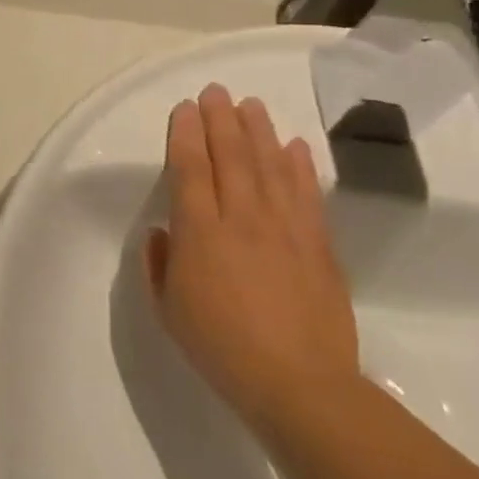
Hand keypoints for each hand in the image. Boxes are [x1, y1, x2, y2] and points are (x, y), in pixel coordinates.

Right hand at [143, 84, 358, 433]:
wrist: (300, 387)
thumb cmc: (221, 348)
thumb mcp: (168, 310)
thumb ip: (160, 264)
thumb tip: (164, 233)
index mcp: (199, 232)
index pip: (191, 168)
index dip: (186, 133)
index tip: (185, 108)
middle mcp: (241, 218)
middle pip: (231, 156)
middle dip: (221, 119)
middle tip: (216, 90)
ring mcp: (284, 229)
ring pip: (270, 166)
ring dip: (259, 131)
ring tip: (251, 104)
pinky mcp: (318, 245)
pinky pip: (307, 195)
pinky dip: (300, 166)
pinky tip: (295, 145)